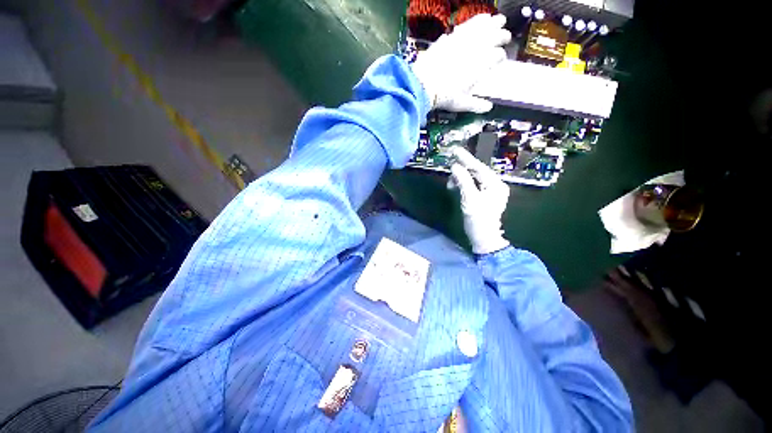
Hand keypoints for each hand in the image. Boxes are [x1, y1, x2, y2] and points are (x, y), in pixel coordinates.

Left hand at [411, 14, 510, 112]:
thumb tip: (488, 107)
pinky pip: (467, 25)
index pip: (498, 56)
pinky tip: (479, 19)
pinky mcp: (451, 36)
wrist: (423, 84)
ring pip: (483, 26)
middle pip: (495, 36)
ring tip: (498, 20)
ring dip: (493, 23)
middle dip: (503, 36)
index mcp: (482, 64)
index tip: (500, 59)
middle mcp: (476, 48)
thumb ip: (476, 104)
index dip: (500, 57)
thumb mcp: (461, 103)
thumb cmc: (444, 96)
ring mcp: (463, 40)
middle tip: (506, 36)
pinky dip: (475, 21)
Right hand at [448, 146, 509, 253]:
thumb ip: (463, 181)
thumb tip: (455, 166)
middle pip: (476, 172)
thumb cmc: (478, 220)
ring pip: (474, 178)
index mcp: (495, 184)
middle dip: (462, 170)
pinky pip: (473, 185)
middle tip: (449, 168)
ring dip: (461, 179)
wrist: (484, 238)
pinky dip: (463, 185)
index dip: (466, 159)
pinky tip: (455, 187)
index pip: (479, 168)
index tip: (455, 150)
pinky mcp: (485, 196)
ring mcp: (490, 191)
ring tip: (450, 184)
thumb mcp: (469, 200)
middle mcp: (495, 185)